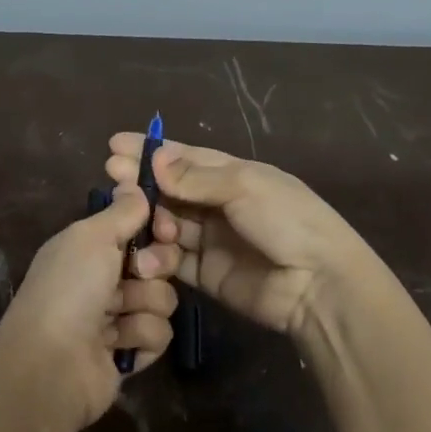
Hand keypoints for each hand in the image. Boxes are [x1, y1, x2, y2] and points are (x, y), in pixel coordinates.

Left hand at [0, 185, 179, 431]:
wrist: (53, 363)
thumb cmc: (69, 289)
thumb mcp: (91, 237)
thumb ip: (121, 212)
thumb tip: (136, 186)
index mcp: (87, 248)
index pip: (137, 229)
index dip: (156, 228)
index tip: (164, 229)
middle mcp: (102, 280)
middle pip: (157, 263)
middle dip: (155, 268)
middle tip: (138, 274)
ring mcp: (115, 318)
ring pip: (163, 299)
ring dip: (146, 306)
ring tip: (118, 316)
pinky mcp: (129, 352)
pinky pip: (159, 334)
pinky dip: (142, 337)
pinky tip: (118, 345)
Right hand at [106, 136, 377, 338]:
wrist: (318, 285)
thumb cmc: (287, 222)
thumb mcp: (244, 187)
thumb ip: (195, 178)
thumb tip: (154, 160)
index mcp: (235, 175)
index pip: (186, 158)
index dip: (152, 152)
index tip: (114, 146)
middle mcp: (220, 205)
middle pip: (172, 190)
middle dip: (142, 184)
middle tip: (112, 178)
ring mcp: (212, 240)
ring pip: (168, 224)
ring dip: (149, 219)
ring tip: (132, 218)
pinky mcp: (205, 274)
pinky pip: (173, 259)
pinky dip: (158, 255)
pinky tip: (146, 252)